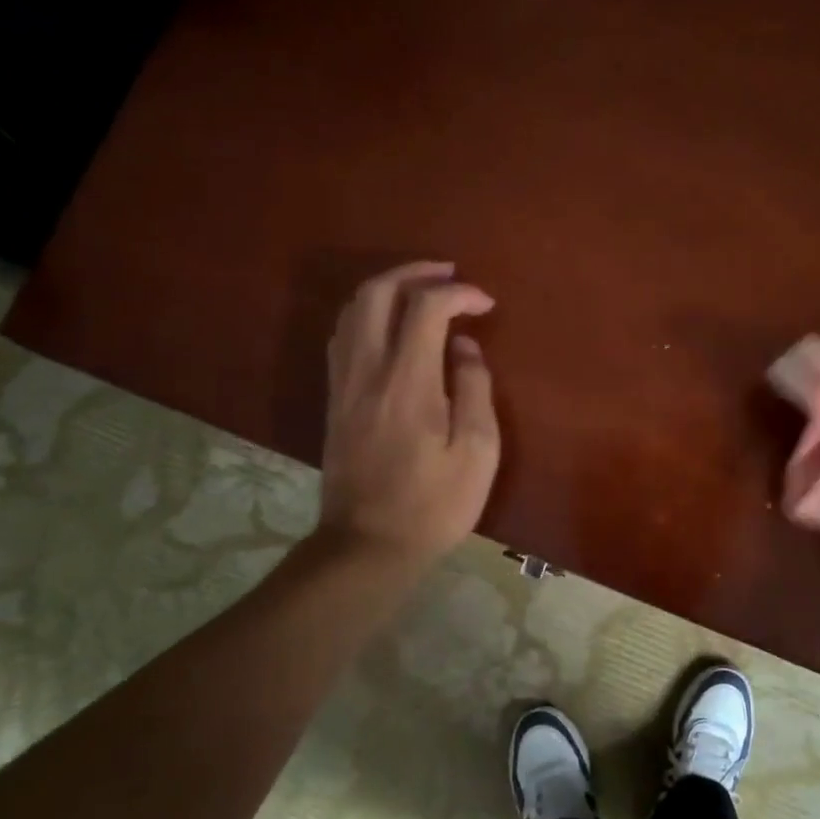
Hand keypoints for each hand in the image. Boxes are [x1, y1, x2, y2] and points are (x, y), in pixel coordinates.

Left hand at [318, 262, 500, 567]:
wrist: (368, 546)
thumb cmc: (434, 504)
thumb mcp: (477, 452)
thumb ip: (474, 389)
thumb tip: (464, 349)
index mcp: (408, 381)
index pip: (427, 307)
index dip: (459, 293)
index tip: (486, 305)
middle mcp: (368, 370)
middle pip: (377, 293)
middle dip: (415, 272)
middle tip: (449, 274)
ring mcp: (343, 384)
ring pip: (352, 311)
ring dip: (388, 289)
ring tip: (422, 293)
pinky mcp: (333, 400)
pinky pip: (343, 337)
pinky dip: (368, 316)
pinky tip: (391, 328)